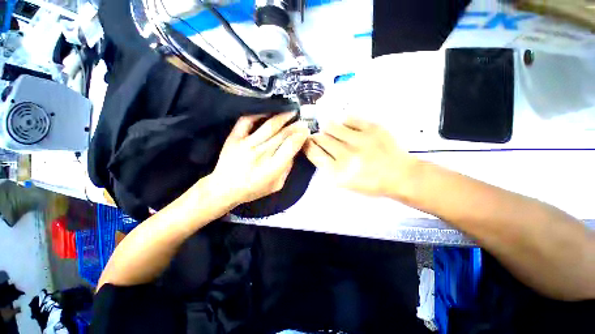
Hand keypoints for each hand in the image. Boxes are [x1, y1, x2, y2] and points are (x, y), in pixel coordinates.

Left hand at [210, 112, 309, 205]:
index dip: (300, 137)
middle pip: (282, 135)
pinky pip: (246, 121)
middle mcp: (260, 154)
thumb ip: (287, 169)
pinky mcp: (234, 138)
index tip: (306, 131)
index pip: (290, 147)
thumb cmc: (253, 189)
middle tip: (302, 121)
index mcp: (272, 168)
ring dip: (282, 117)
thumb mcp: (276, 186)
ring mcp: (246, 144)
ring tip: (291, 112)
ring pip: (269, 126)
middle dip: (295, 126)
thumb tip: (293, 152)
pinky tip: (267, 112)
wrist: (224, 188)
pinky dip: (257, 114)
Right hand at [303, 118, 417, 197]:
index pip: (314, 153)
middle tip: (318, 135)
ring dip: (327, 127)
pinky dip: (344, 121)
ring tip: (330, 128)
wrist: (400, 175)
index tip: (306, 141)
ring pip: (331, 126)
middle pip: (320, 139)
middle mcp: (347, 156)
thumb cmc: (370, 182)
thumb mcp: (344, 182)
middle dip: (316, 136)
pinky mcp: (372, 128)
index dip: (307, 145)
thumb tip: (315, 146)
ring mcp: (360, 140)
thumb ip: (327, 165)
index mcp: (338, 173)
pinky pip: (349, 118)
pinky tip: (347, 126)